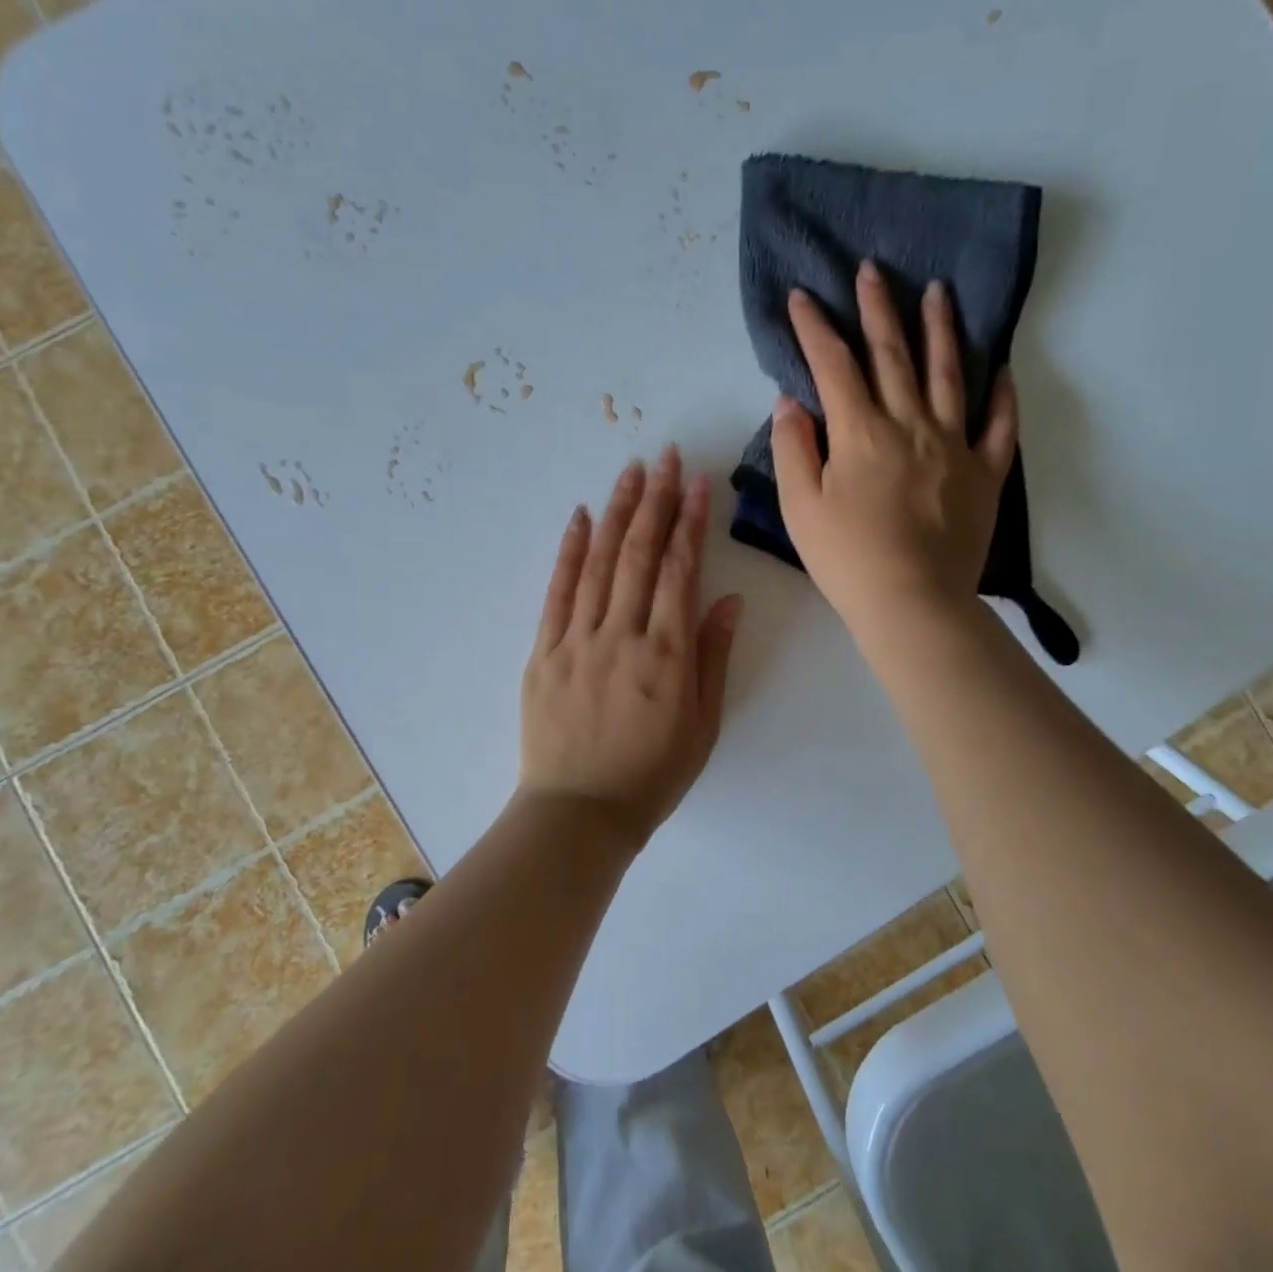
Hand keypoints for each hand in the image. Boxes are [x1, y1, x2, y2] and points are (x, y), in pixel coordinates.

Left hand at [519, 448, 743, 848]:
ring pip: (599, 562)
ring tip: (630, 471)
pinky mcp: (544, 651)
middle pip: (640, 555)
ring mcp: (578, 640)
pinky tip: (581, 517)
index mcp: (667, 654)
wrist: (579, 814)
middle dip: (656, 501)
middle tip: (665, 457)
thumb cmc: (652, 774)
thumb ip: (713, 658)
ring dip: (617, 512)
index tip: (697, 484)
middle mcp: (623, 635)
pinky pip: (558, 592)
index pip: (680, 572)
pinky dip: (570, 551)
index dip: (690, 523)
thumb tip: (727, 600)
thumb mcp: (703, 725)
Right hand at [771, 259, 1018, 633]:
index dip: (815, 328)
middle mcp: (910, 424)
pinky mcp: (984, 473)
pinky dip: (1002, 394)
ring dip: (940, 329)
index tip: (802, 296)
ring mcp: (954, 446)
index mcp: (861, 432)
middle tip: (872, 270)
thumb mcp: (799, 507)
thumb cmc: (847, 559)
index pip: (833, 365)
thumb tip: (791, 401)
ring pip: (948, 374)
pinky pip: (998, 425)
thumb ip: (793, 448)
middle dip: (877, 308)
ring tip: (937, 292)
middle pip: (892, 354)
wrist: (912, 603)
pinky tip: (1001, 368)